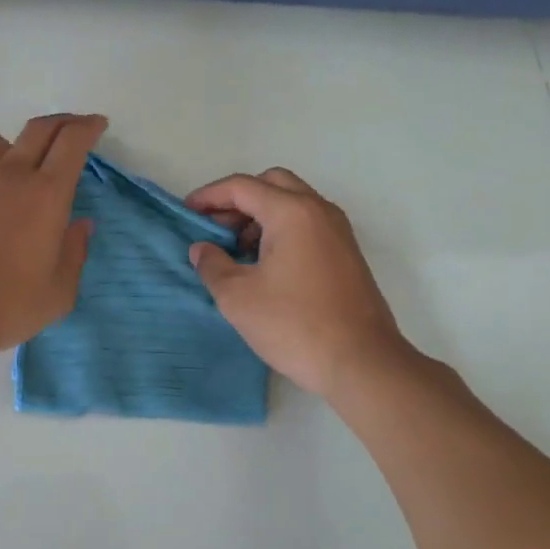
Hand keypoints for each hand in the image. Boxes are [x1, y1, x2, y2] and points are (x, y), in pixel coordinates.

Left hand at [0, 114, 105, 358]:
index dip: (88, 127)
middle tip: (71, 129)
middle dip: (61, 122)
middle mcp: (8, 176)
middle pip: (38, 129)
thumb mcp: (58, 293)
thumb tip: (81, 226)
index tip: (97, 125)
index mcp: (46, 195)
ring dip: (11, 147)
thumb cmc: (5, 305)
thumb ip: (74, 253)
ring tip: (14, 166)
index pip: (72, 142)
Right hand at [186, 167, 415, 400]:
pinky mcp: (346, 253)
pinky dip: (281, 229)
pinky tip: (264, 265)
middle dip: (238, 200)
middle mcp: (318, 211)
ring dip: (260, 215)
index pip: (242, 186)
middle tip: (215, 228)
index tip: (186, 212)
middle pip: (271, 184)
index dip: (208, 196)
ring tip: (236, 250)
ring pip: (292, 202)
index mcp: (292, 212)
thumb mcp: (238, 297)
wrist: (362, 364)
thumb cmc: (295, 325)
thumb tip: (202, 249)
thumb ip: (212, 265)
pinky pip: (307, 223)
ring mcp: (338, 231)